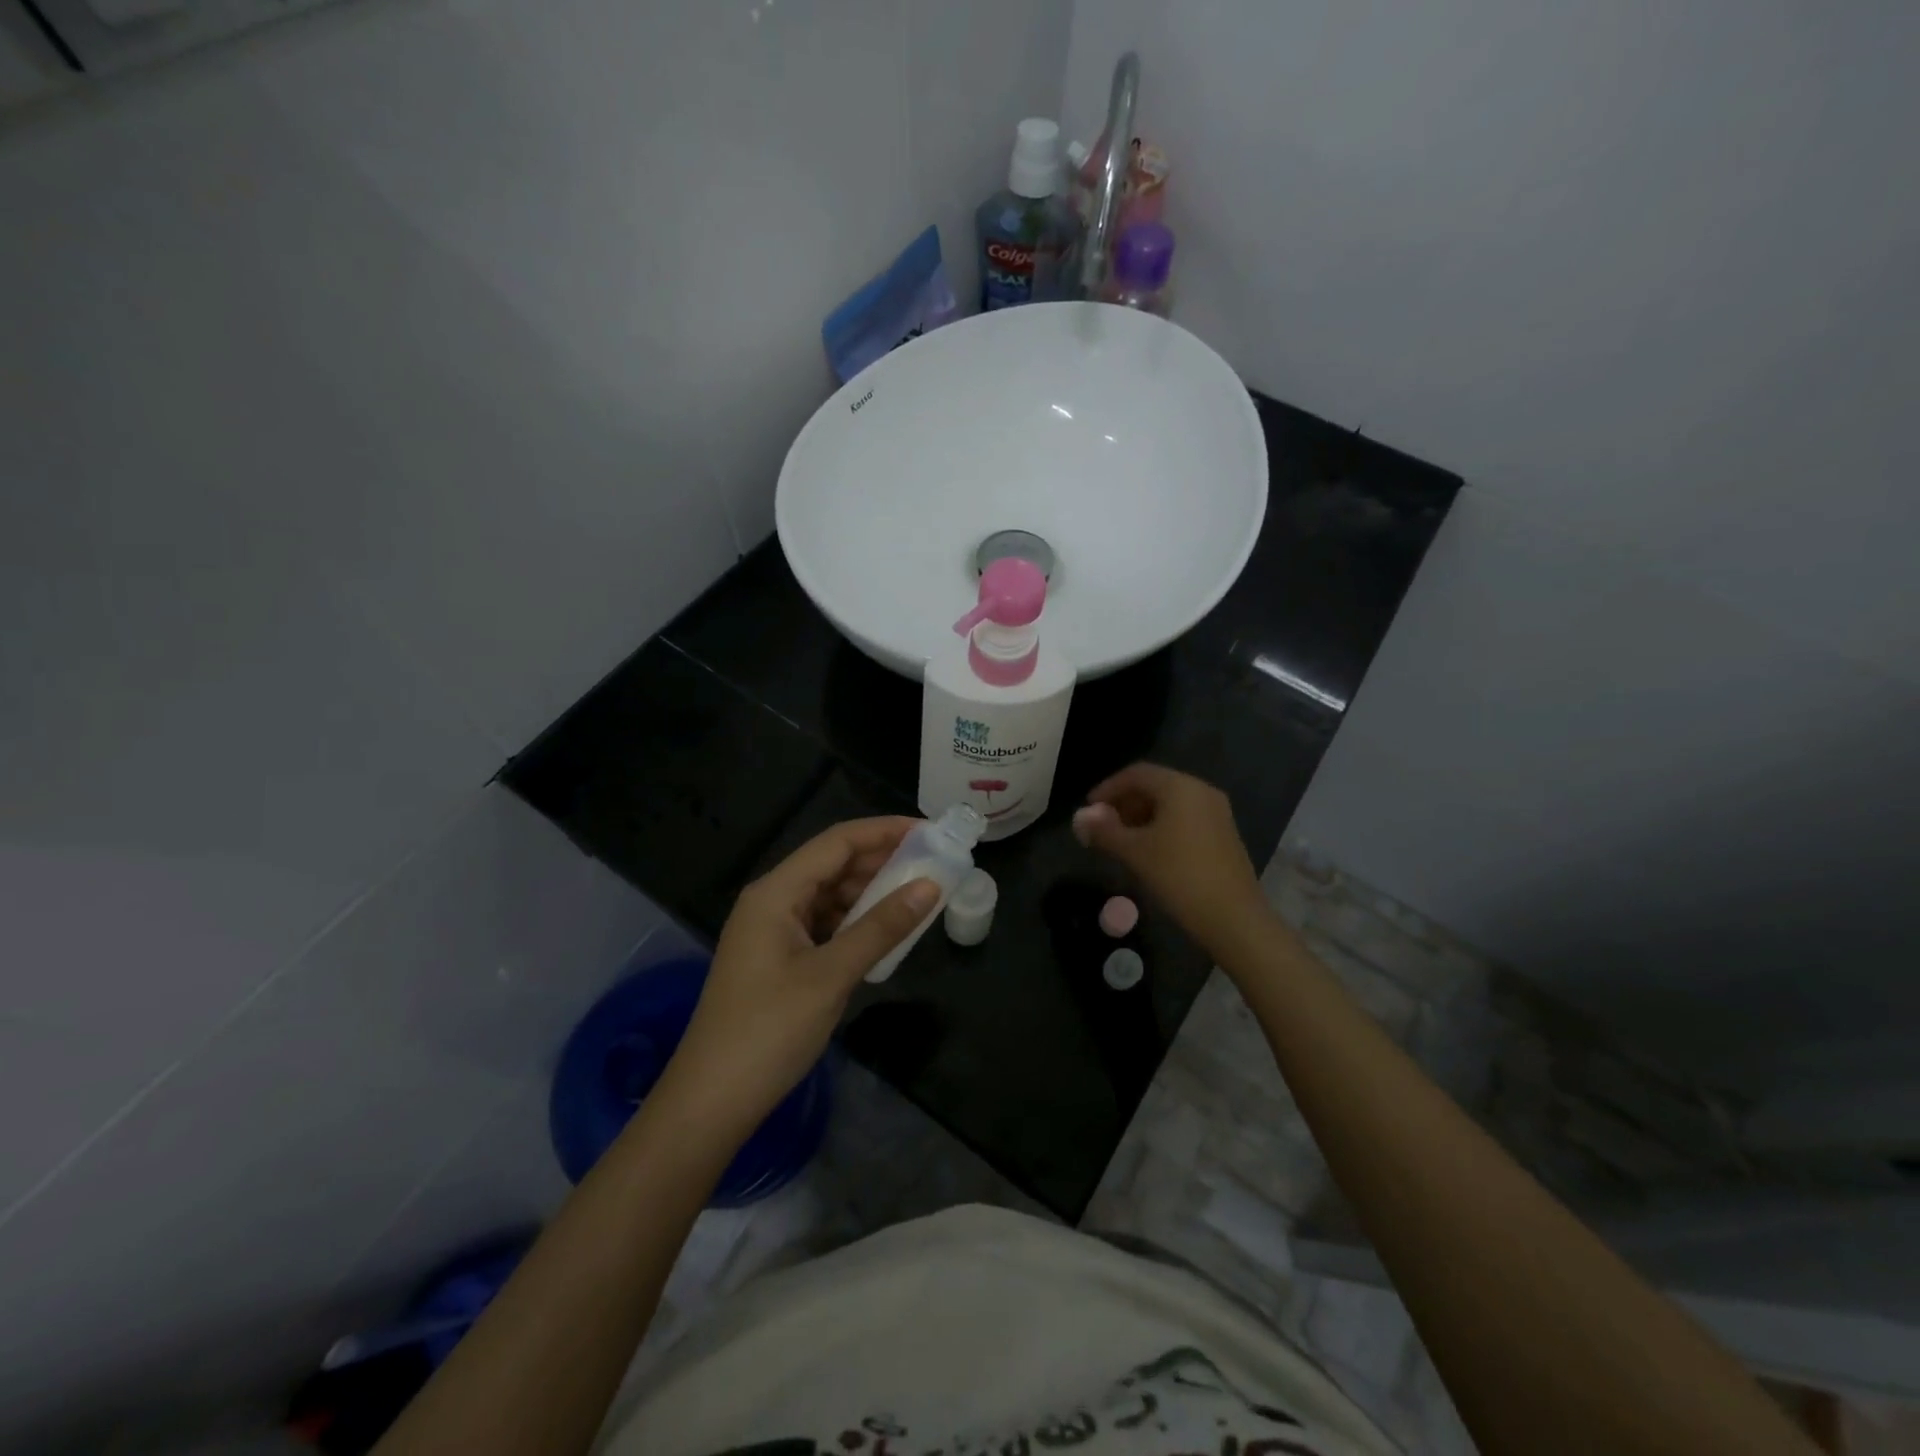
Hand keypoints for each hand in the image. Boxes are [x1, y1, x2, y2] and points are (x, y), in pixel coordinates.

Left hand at [660, 818, 938, 1138]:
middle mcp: (772, 901)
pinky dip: (856, 922)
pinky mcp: (778, 959)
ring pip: (830, 896)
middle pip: (833, 865)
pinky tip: (885, 932)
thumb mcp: (832, 975)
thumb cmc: (769, 1030)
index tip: (930, 832)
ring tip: (918, 895)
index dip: (884, 831)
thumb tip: (930, 886)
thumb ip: (882, 927)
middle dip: (882, 861)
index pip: (837, 842)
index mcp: (776, 892)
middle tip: (934, 864)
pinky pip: (824, 925)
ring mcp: (773, 931)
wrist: (711, 1102)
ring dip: (871, 893)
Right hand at [1072, 763, 1266, 951]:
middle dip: (1124, 803)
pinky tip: (1148, 852)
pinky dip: (1161, 827)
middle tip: (1102, 827)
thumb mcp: (1134, 852)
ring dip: (1141, 817)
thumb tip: (1079, 817)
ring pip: (1170, 804)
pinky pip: (1185, 819)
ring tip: (1120, 842)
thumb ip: (1104, 831)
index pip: (1136, 774)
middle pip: (1154, 786)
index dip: (1107, 788)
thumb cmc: (1179, 876)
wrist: (1233, 918)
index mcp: (1180, 787)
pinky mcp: (1223, 835)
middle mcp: (1201, 791)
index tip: (1088, 809)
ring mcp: (1217, 814)